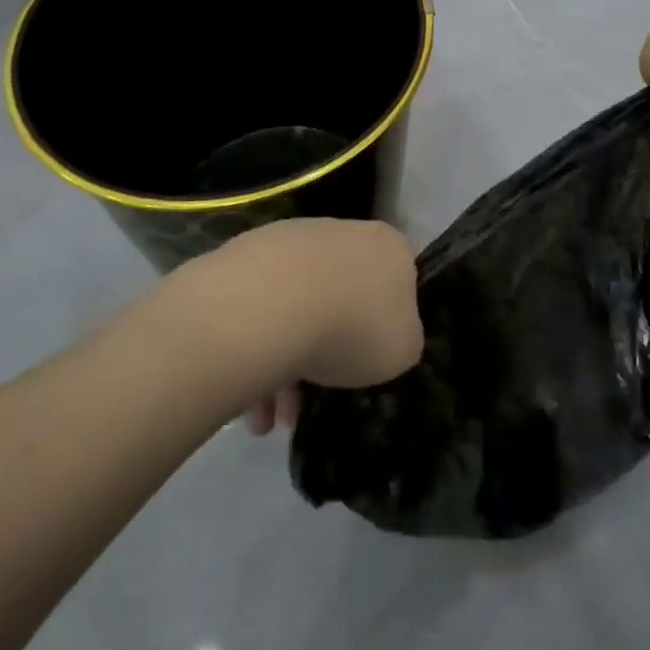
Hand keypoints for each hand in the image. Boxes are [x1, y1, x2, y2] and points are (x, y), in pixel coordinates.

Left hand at [185, 219, 421, 424]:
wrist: (269, 306)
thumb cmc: (351, 327)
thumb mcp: (403, 349)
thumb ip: (400, 337)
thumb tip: (382, 334)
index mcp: (388, 246)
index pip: (396, 281)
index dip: (383, 325)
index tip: (366, 362)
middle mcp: (341, 231)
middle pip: (341, 297)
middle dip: (326, 352)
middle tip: (310, 402)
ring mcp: (290, 239)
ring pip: (296, 307)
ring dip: (285, 362)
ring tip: (267, 417)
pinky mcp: (245, 253)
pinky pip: (258, 308)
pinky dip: (255, 348)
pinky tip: (247, 393)